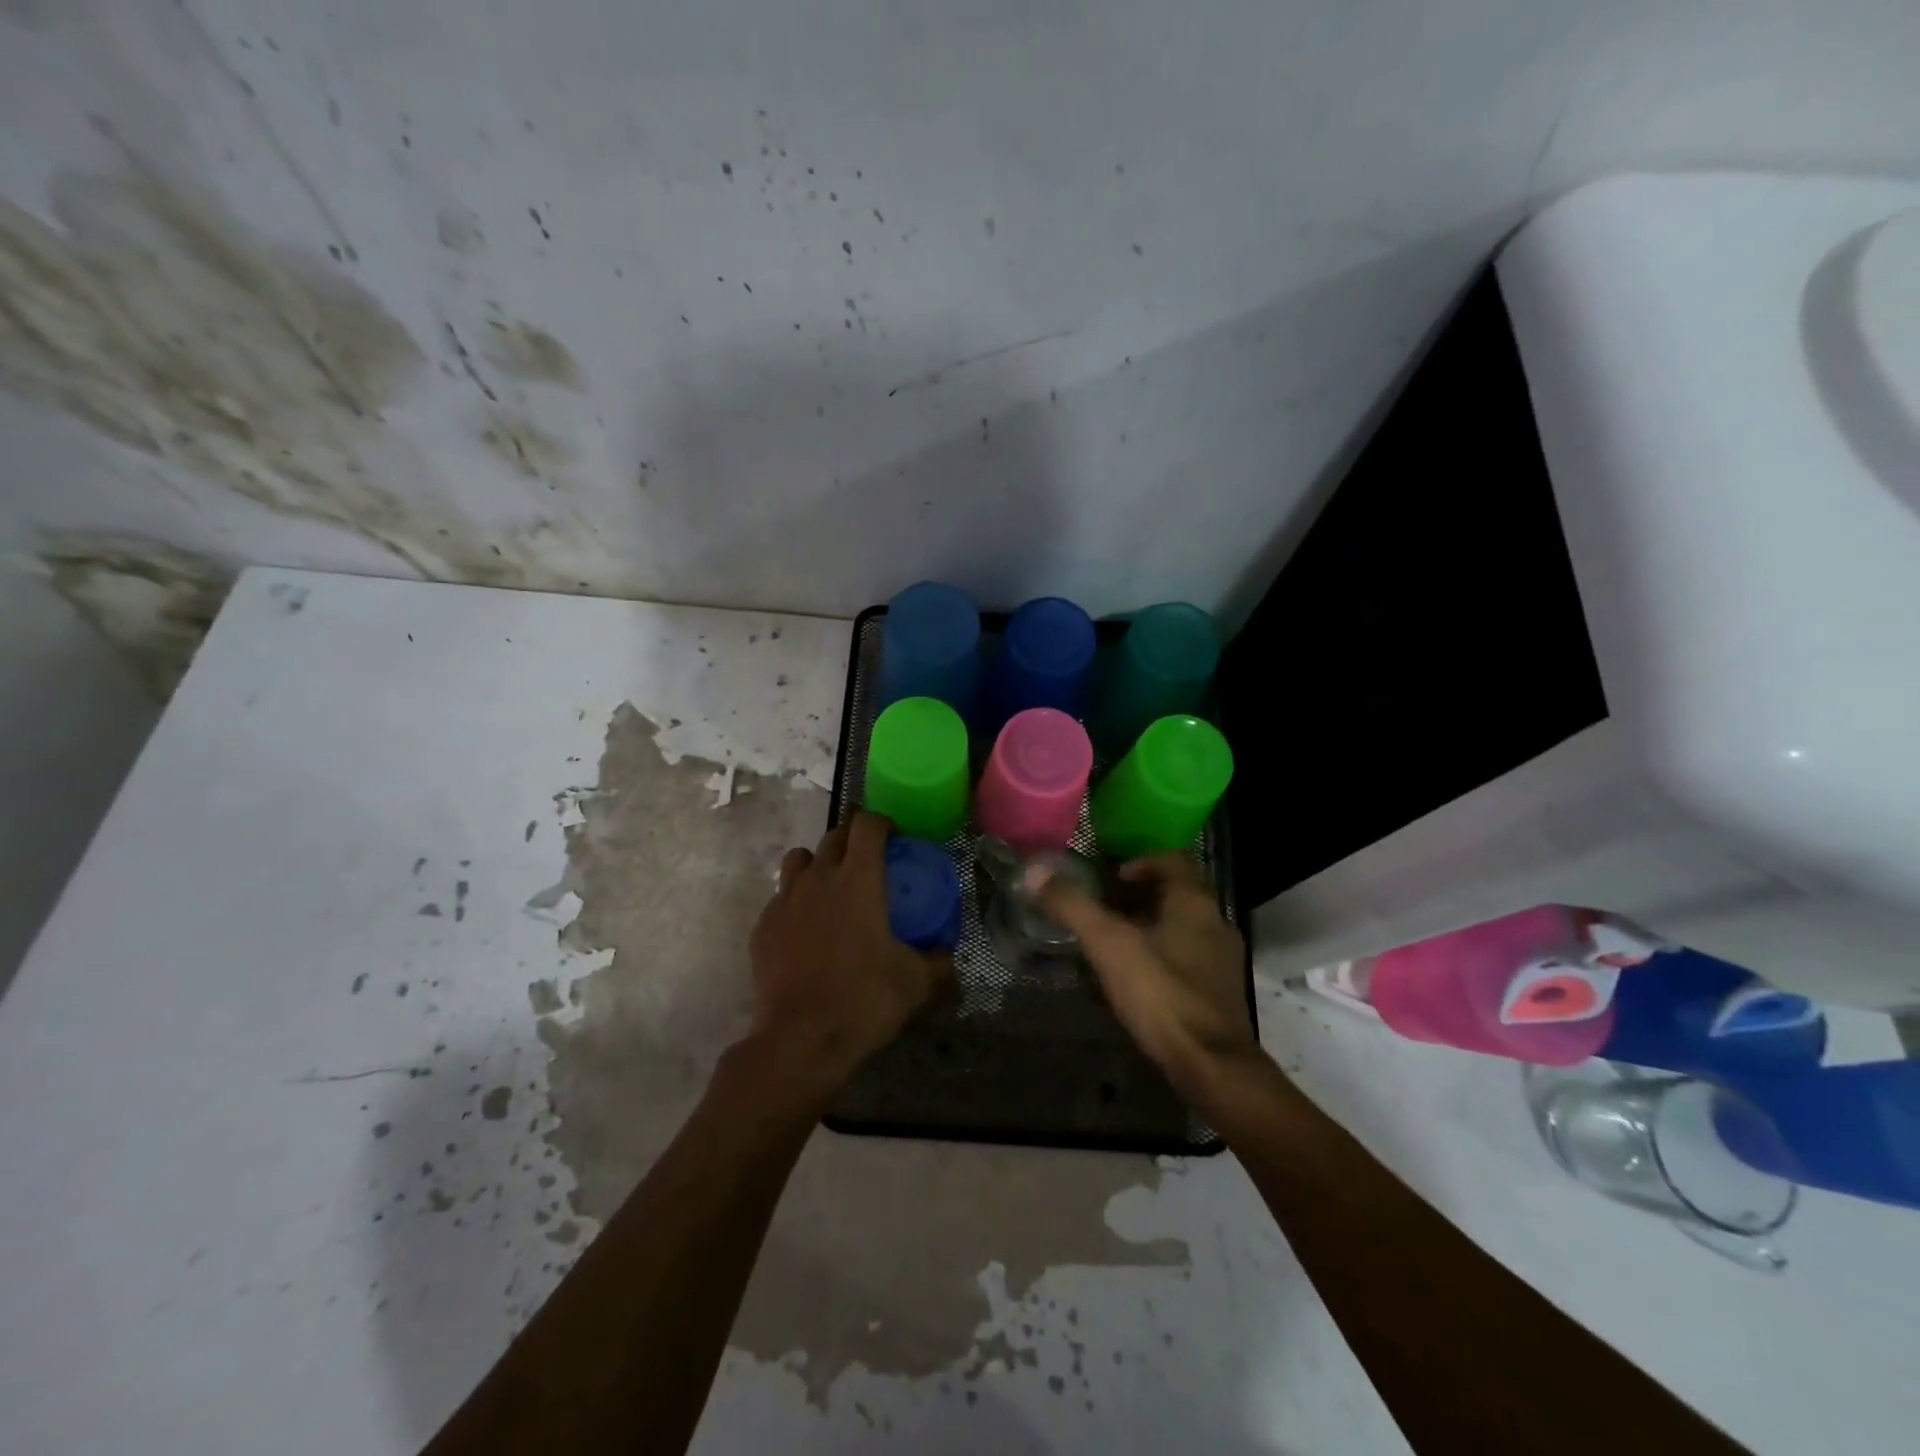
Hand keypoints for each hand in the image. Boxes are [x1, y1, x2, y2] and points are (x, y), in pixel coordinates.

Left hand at [744, 811, 949, 1099]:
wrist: (800, 1040)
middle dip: (853, 840)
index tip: (896, 839)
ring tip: (832, 890)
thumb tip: (947, 955)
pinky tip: (807, 930)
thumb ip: (937, 962)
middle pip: (833, 836)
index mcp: (857, 879)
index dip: (883, 823)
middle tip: (870, 864)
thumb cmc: (863, 1000)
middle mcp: (818, 878)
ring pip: (799, 860)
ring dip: (819, 864)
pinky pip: (781, 897)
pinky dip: (796, 901)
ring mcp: (784, 900)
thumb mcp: (916, 983)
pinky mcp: (762, 926)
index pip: (867, 825)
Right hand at [1034, 852, 1257, 1096]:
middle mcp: (1216, 922)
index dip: (1138, 862)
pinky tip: (1134, 980)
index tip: (1109, 879)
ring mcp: (1222, 959)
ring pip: (1181, 927)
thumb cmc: (1160, 992)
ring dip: (1148, 927)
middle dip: (1137, 897)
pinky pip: (1187, 958)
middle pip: (1175, 893)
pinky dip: (1160, 956)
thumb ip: (1072, 906)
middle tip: (1101, 910)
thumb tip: (1034, 871)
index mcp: (1194, 901)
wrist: (1211, 1065)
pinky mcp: (1220, 992)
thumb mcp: (1108, 944)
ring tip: (1111, 944)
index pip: (1171, 859)